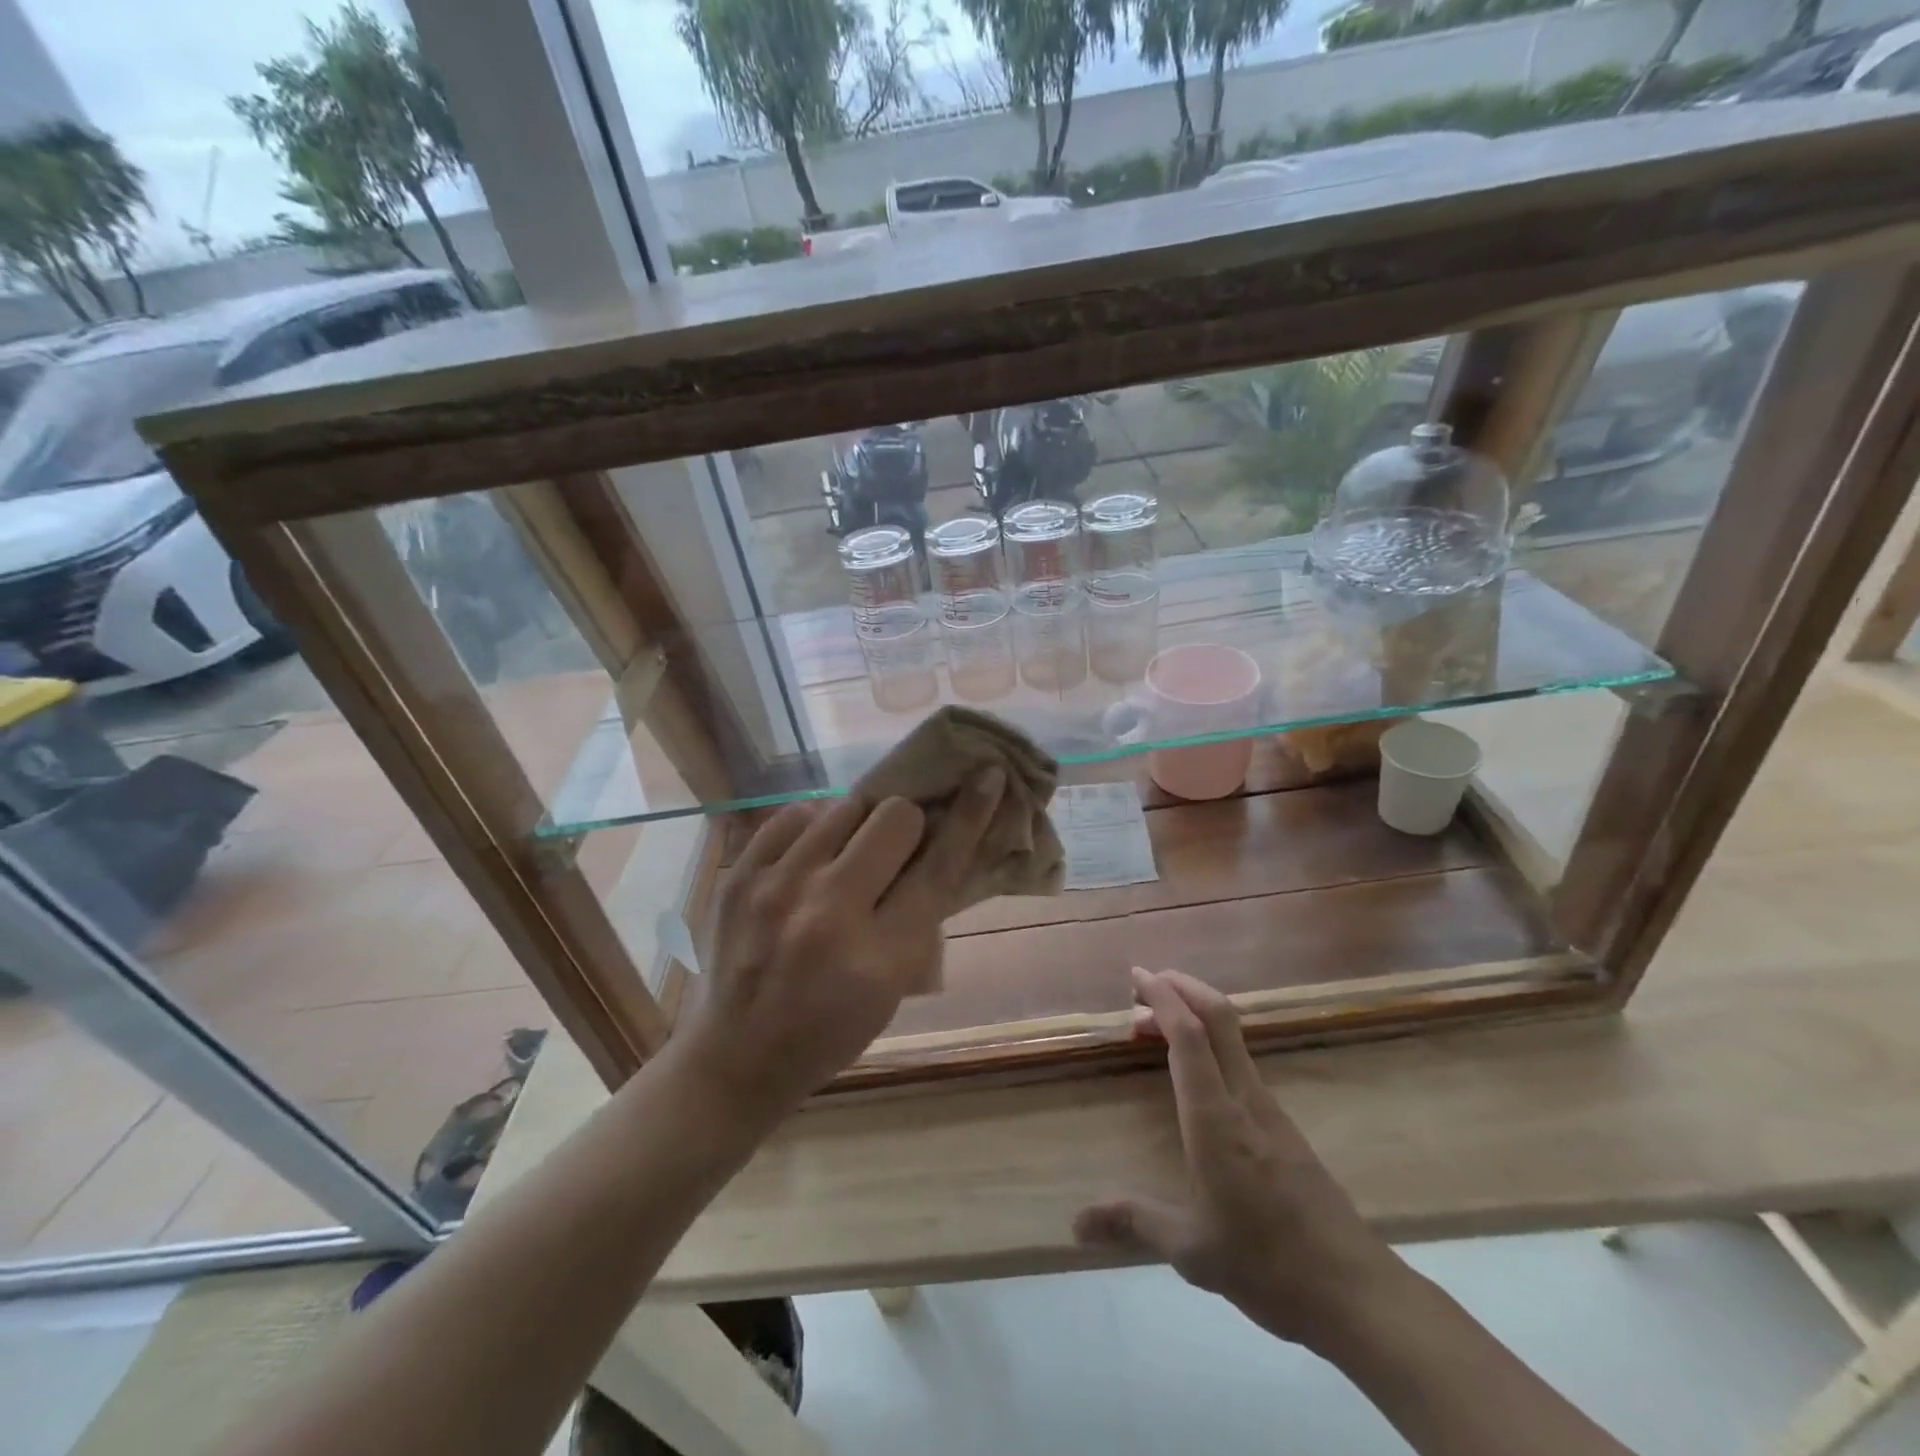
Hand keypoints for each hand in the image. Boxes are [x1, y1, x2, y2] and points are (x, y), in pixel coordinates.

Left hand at [676, 771, 1006, 1123]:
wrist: (738, 1057)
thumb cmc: (832, 1032)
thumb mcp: (895, 989)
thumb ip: (921, 915)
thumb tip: (941, 839)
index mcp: (879, 956)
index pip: (939, 865)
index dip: (971, 814)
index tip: (988, 775)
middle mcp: (829, 912)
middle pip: (894, 816)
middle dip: (907, 825)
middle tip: (896, 848)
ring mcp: (777, 887)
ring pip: (845, 806)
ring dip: (860, 824)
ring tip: (848, 854)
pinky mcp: (740, 875)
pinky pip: (795, 815)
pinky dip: (814, 828)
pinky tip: (812, 856)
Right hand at [1073, 968, 1405, 1352]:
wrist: (1356, 1292)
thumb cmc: (1267, 1266)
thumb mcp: (1192, 1250)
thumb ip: (1132, 1221)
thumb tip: (1075, 1223)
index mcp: (1215, 1118)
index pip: (1188, 1035)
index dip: (1162, 997)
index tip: (1137, 976)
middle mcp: (1244, 1099)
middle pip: (1218, 1016)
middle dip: (1181, 986)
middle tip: (1143, 985)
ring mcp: (1269, 1108)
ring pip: (1232, 1035)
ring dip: (1194, 1013)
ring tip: (1155, 1027)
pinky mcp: (1282, 1124)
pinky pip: (1240, 1060)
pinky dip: (1209, 1042)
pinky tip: (1194, 1071)